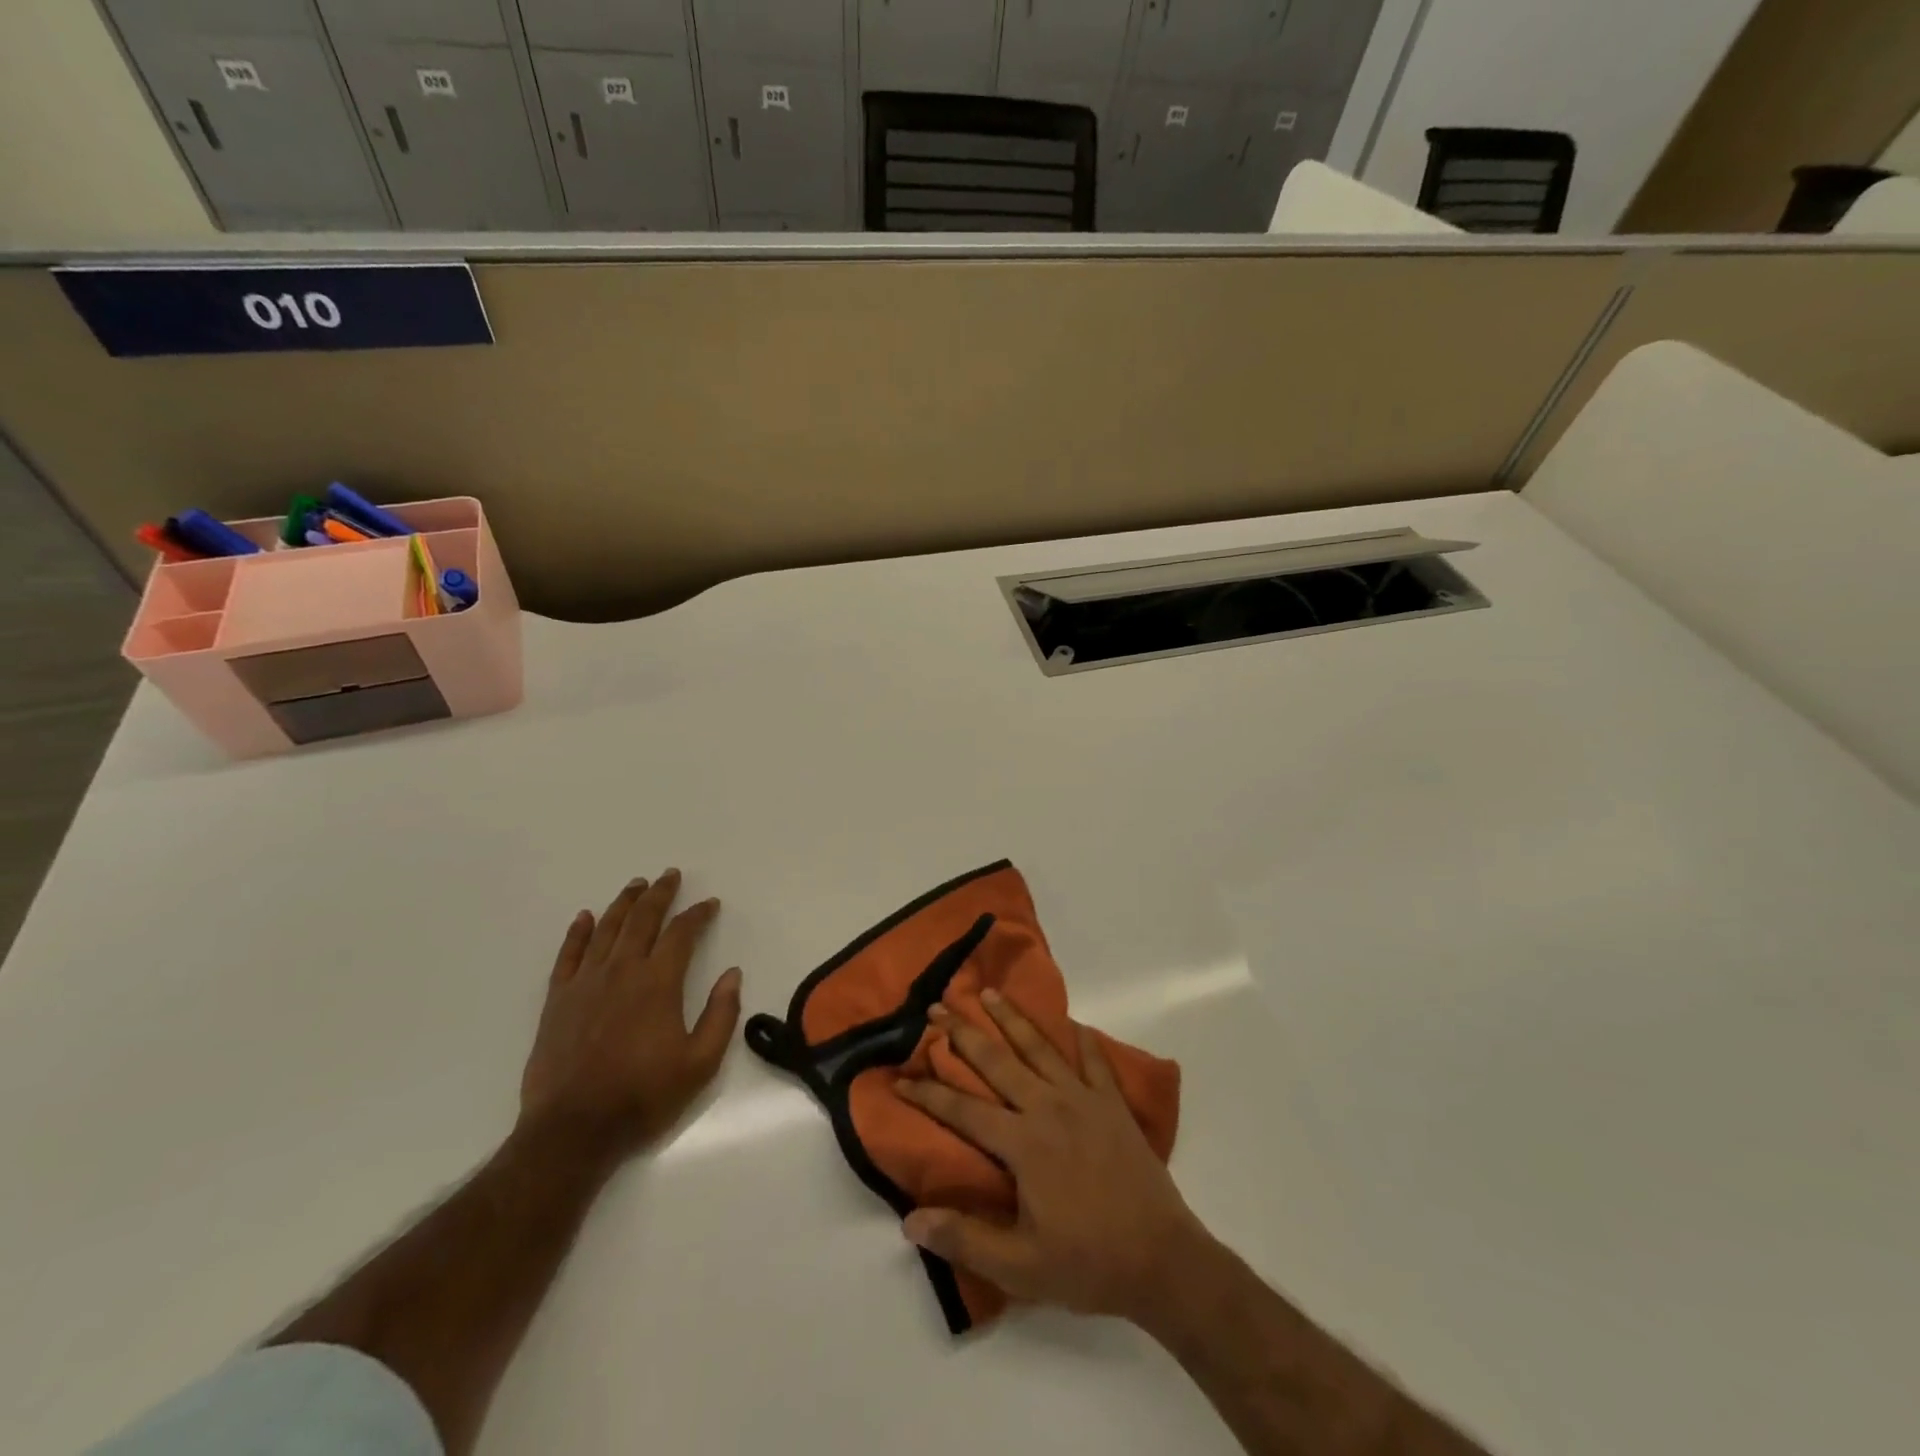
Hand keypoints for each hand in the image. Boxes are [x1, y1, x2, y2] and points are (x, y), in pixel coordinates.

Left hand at [518, 869, 741, 1164]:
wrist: (573, 1130)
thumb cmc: (643, 1096)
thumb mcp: (700, 1063)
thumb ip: (721, 1015)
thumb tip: (733, 974)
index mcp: (658, 983)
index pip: (682, 934)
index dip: (698, 914)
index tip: (710, 903)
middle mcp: (621, 971)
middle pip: (642, 920)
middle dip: (660, 894)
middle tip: (670, 875)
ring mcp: (585, 983)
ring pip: (607, 929)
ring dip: (624, 903)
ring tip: (636, 884)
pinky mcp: (558, 1000)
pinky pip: (568, 955)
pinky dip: (578, 932)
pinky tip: (586, 917)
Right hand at [894, 990, 1212, 1325]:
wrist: (1163, 1259)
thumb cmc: (1088, 1263)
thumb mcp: (1020, 1268)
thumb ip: (965, 1239)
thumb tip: (909, 1220)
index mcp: (1022, 1143)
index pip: (963, 1109)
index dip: (927, 1093)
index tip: (898, 1076)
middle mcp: (1048, 1107)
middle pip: (997, 1061)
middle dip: (962, 1033)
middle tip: (936, 1006)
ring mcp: (1084, 1099)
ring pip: (1040, 1047)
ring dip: (1011, 1018)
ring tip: (989, 992)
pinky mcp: (1113, 1104)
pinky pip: (1094, 1061)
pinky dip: (1082, 1039)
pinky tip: (1073, 1023)